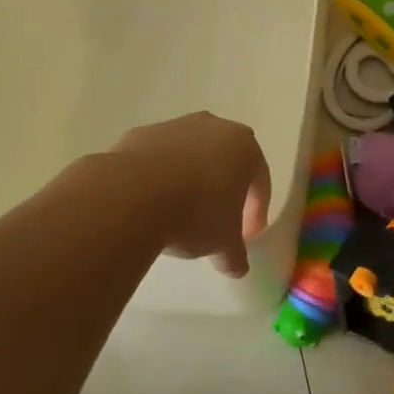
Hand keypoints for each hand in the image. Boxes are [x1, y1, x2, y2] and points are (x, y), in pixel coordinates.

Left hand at [108, 112, 271, 276]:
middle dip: (225, 184)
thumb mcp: (223, 243)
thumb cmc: (195, 214)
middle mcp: (214, 127)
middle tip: (217, 216)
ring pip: (192, 152)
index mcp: (244, 148)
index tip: (247, 235)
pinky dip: (160, 174)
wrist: (133, 194)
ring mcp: (176, 126)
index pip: (260, 179)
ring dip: (191, 176)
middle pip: (227, 157)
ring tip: (180, 209)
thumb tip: (237, 267)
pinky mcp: (143, 133)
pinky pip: (159, 155)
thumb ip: (235, 254)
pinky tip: (150, 200)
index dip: (256, 209)